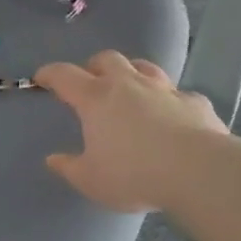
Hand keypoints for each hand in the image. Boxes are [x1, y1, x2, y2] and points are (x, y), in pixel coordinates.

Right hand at [35, 51, 227, 212]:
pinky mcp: (194, 103)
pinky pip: (180, 95)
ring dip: (133, 73)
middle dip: (95, 66)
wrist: (198, 171)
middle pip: (107, 60)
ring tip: (131, 87)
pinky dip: (173, 101)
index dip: (50, 74)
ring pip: (145, 67)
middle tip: (91, 80)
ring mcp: (164, 90)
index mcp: (96, 99)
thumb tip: (53, 159)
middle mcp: (128, 85)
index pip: (65, 76)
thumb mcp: (92, 180)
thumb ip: (70, 168)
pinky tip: (175, 116)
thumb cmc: (134, 174)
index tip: (42, 77)